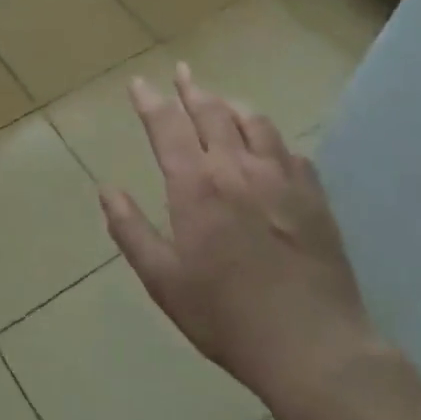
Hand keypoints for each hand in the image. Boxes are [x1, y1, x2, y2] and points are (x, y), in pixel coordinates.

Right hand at [99, 62, 381, 415]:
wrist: (313, 346)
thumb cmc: (226, 316)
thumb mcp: (163, 280)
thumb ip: (131, 230)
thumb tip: (107, 190)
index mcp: (196, 186)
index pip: (167, 127)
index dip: (150, 101)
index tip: (139, 83)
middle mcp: (237, 168)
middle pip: (211, 112)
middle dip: (191, 90)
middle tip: (181, 73)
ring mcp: (281, 178)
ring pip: (253, 122)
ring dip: (230, 106)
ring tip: (220, 101)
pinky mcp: (313, 195)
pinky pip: (289, 150)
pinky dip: (269, 138)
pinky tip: (267, 145)